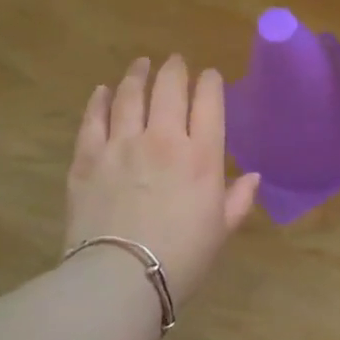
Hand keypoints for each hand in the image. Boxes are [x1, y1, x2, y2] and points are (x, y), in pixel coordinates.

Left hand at [65, 55, 258, 303]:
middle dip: (174, 69)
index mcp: (201, 155)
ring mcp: (121, 145)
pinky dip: (98, 101)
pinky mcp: (87, 158)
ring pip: (129, 96)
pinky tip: (102, 91)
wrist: (119, 279)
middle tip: (175, 60)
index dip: (210, 82)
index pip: (209, 102)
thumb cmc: (182, 258)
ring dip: (137, 75)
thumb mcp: (221, 230)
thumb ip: (238, 199)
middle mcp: (163, 139)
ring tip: (141, 65)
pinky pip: (93, 119)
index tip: (209, 76)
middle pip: (168, 89)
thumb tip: (252, 177)